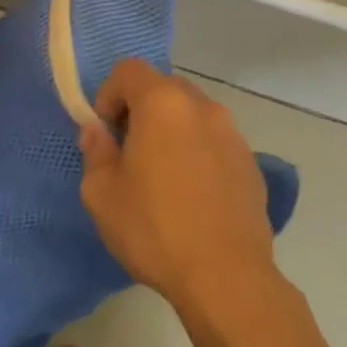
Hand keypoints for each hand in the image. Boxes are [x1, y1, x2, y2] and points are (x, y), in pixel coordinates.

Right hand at [79, 60, 276, 306]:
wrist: (226, 277)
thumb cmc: (154, 228)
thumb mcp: (101, 193)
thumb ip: (95, 151)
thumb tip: (97, 132)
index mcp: (162, 103)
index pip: (128, 70)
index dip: (108, 93)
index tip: (106, 131)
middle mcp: (202, 106)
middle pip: (163, 87)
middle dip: (140, 109)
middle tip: (129, 151)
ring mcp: (232, 133)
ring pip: (191, 114)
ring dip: (171, 130)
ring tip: (162, 175)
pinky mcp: (251, 162)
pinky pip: (214, 141)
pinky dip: (198, 152)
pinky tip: (192, 194)